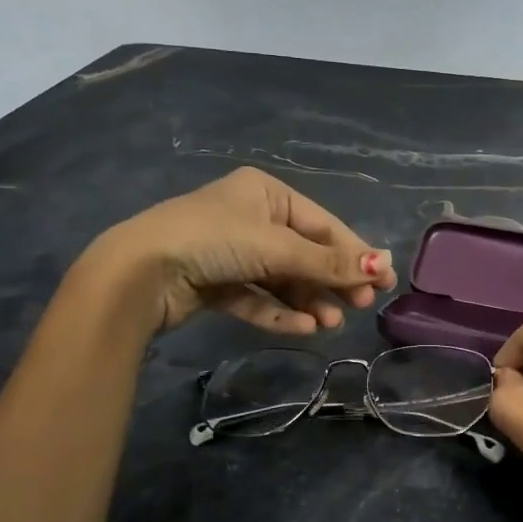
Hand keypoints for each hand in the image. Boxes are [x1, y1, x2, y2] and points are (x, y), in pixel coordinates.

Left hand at [89, 168, 394, 333]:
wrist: (139, 272)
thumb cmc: (214, 240)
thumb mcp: (278, 247)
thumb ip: (329, 262)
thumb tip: (383, 264)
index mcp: (266, 193)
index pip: (322, 225)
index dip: (353, 253)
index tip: (382, 281)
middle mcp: (250, 218)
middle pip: (304, 253)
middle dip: (331, 281)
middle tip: (361, 306)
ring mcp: (231, 252)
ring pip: (281, 280)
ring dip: (308, 301)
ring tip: (330, 324)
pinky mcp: (215, 284)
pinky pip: (256, 298)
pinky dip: (278, 312)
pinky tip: (302, 328)